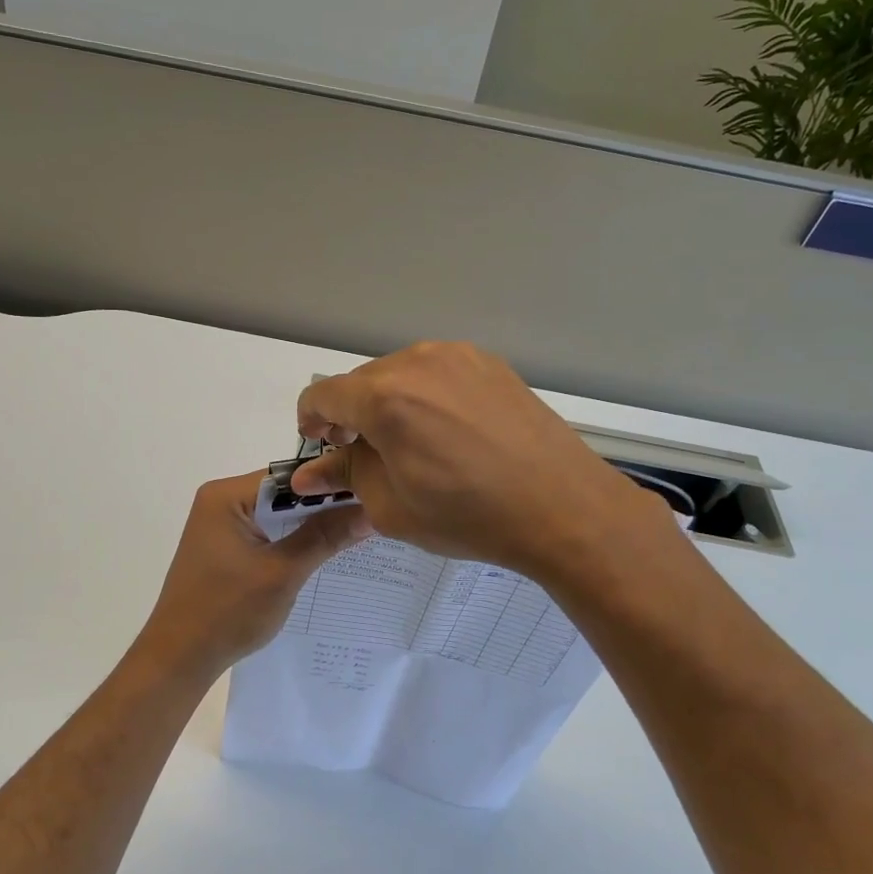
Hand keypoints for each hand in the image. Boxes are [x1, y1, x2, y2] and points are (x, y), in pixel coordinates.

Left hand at [135, 471, 371, 675]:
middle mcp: (220, 501)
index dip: (330, 486)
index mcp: (226, 496)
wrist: (179, 658)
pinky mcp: (224, 548)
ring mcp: (220, 525)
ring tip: (356, 531)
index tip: (371, 494)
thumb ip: (325, 538)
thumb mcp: (282, 573)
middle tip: (371, 514)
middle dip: (323, 507)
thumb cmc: (227, 612)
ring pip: (277, 516)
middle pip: (284, 494)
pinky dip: (291, 542)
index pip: (290, 477)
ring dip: (309, 526)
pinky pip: (266, 534)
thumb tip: (369, 511)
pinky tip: (323, 552)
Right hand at [292, 342, 676, 581]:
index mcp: (385, 398)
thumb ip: (345, 476)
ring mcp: (459, 357)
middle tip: (365, 454)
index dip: (310, 420)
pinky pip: (437, 373)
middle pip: (361, 381)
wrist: (563, 507)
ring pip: (399, 373)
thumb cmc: (469, 516)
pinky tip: (447, 432)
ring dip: (388, 403)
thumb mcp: (392, 507)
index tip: (321, 444)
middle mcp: (418, 363)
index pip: (322, 394)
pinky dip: (425, 395)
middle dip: (351, 414)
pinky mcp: (489, 363)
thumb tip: (310, 471)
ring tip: (409, 444)